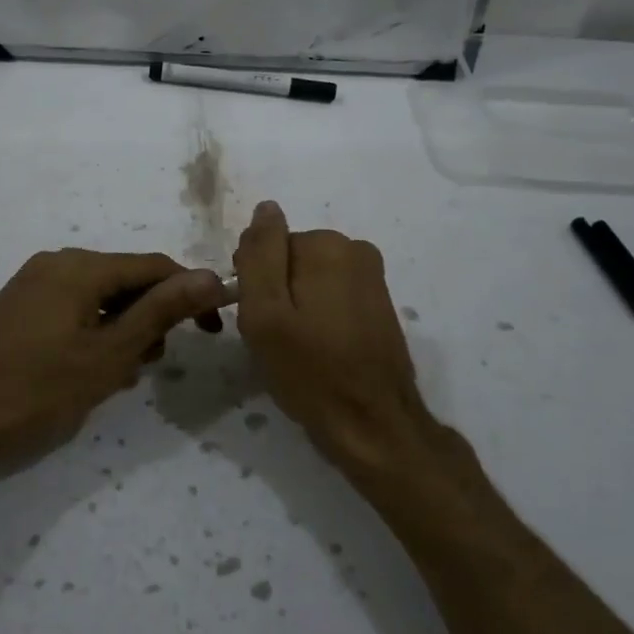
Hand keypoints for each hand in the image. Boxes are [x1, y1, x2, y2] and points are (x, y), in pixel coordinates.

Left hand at [0, 249, 225, 489]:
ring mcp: (31, 287)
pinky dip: (92, 338)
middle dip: (150, 319)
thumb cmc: (33, 393)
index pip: (154, 267)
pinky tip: (88, 375)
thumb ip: (160, 312)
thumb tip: (211, 275)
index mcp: (79, 268)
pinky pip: (72, 313)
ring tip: (118, 377)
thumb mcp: (106, 356)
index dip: (190, 295)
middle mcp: (55, 265)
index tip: (212, 332)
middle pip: (125, 281)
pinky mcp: (17, 312)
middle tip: (151, 366)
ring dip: (121, 333)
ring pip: (99, 300)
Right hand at [232, 200, 441, 481]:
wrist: (373, 425)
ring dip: (296, 306)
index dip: (253, 283)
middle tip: (276, 338)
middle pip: (289, 259)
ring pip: (309, 279)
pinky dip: (319, 316)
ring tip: (298, 348)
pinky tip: (320, 350)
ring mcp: (373, 277)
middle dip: (276, 292)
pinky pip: (332, 295)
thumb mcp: (265, 313)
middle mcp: (355, 249)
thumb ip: (259, 254)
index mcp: (327, 245)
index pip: (266, 245)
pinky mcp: (380, 303)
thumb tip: (266, 208)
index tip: (258, 319)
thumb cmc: (310, 371)